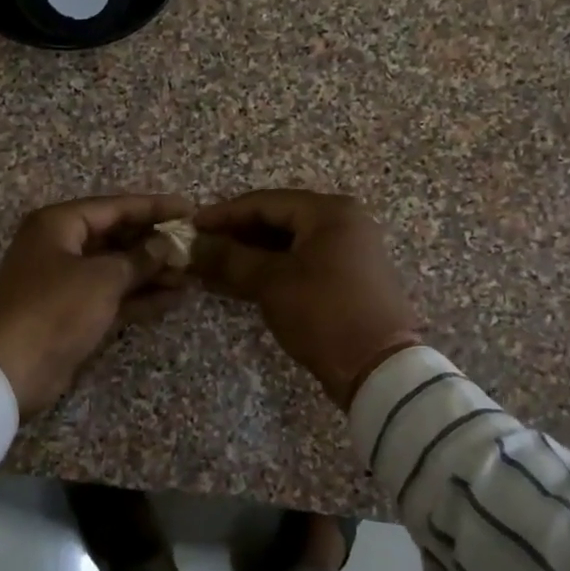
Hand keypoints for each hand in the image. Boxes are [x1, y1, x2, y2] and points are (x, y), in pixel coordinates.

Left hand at [0, 193, 193, 415]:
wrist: (11, 369)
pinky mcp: (73, 313)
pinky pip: (112, 296)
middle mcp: (61, 246)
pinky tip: (174, 297)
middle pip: (116, 237)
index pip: (115, 207)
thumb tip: (166, 246)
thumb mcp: (102, 278)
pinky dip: (140, 296)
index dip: (154, 208)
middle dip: (155, 243)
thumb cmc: (55, 309)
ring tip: (192, 275)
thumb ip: (139, 259)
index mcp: (59, 224)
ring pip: (116, 269)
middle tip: (194, 247)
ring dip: (152, 272)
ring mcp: (66, 282)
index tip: (190, 210)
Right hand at [193, 190, 422, 408]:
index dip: (224, 214)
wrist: (378, 368)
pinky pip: (302, 262)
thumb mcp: (271, 283)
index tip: (191, 226)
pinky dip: (272, 269)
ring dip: (251, 254)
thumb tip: (194, 245)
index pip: (265, 202)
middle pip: (278, 220)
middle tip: (200, 247)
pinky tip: (241, 280)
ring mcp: (349, 250)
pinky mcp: (348, 277)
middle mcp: (344, 222)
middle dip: (237, 234)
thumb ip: (230, 259)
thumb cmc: (324, 314)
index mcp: (330, 212)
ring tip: (213, 266)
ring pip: (289, 243)